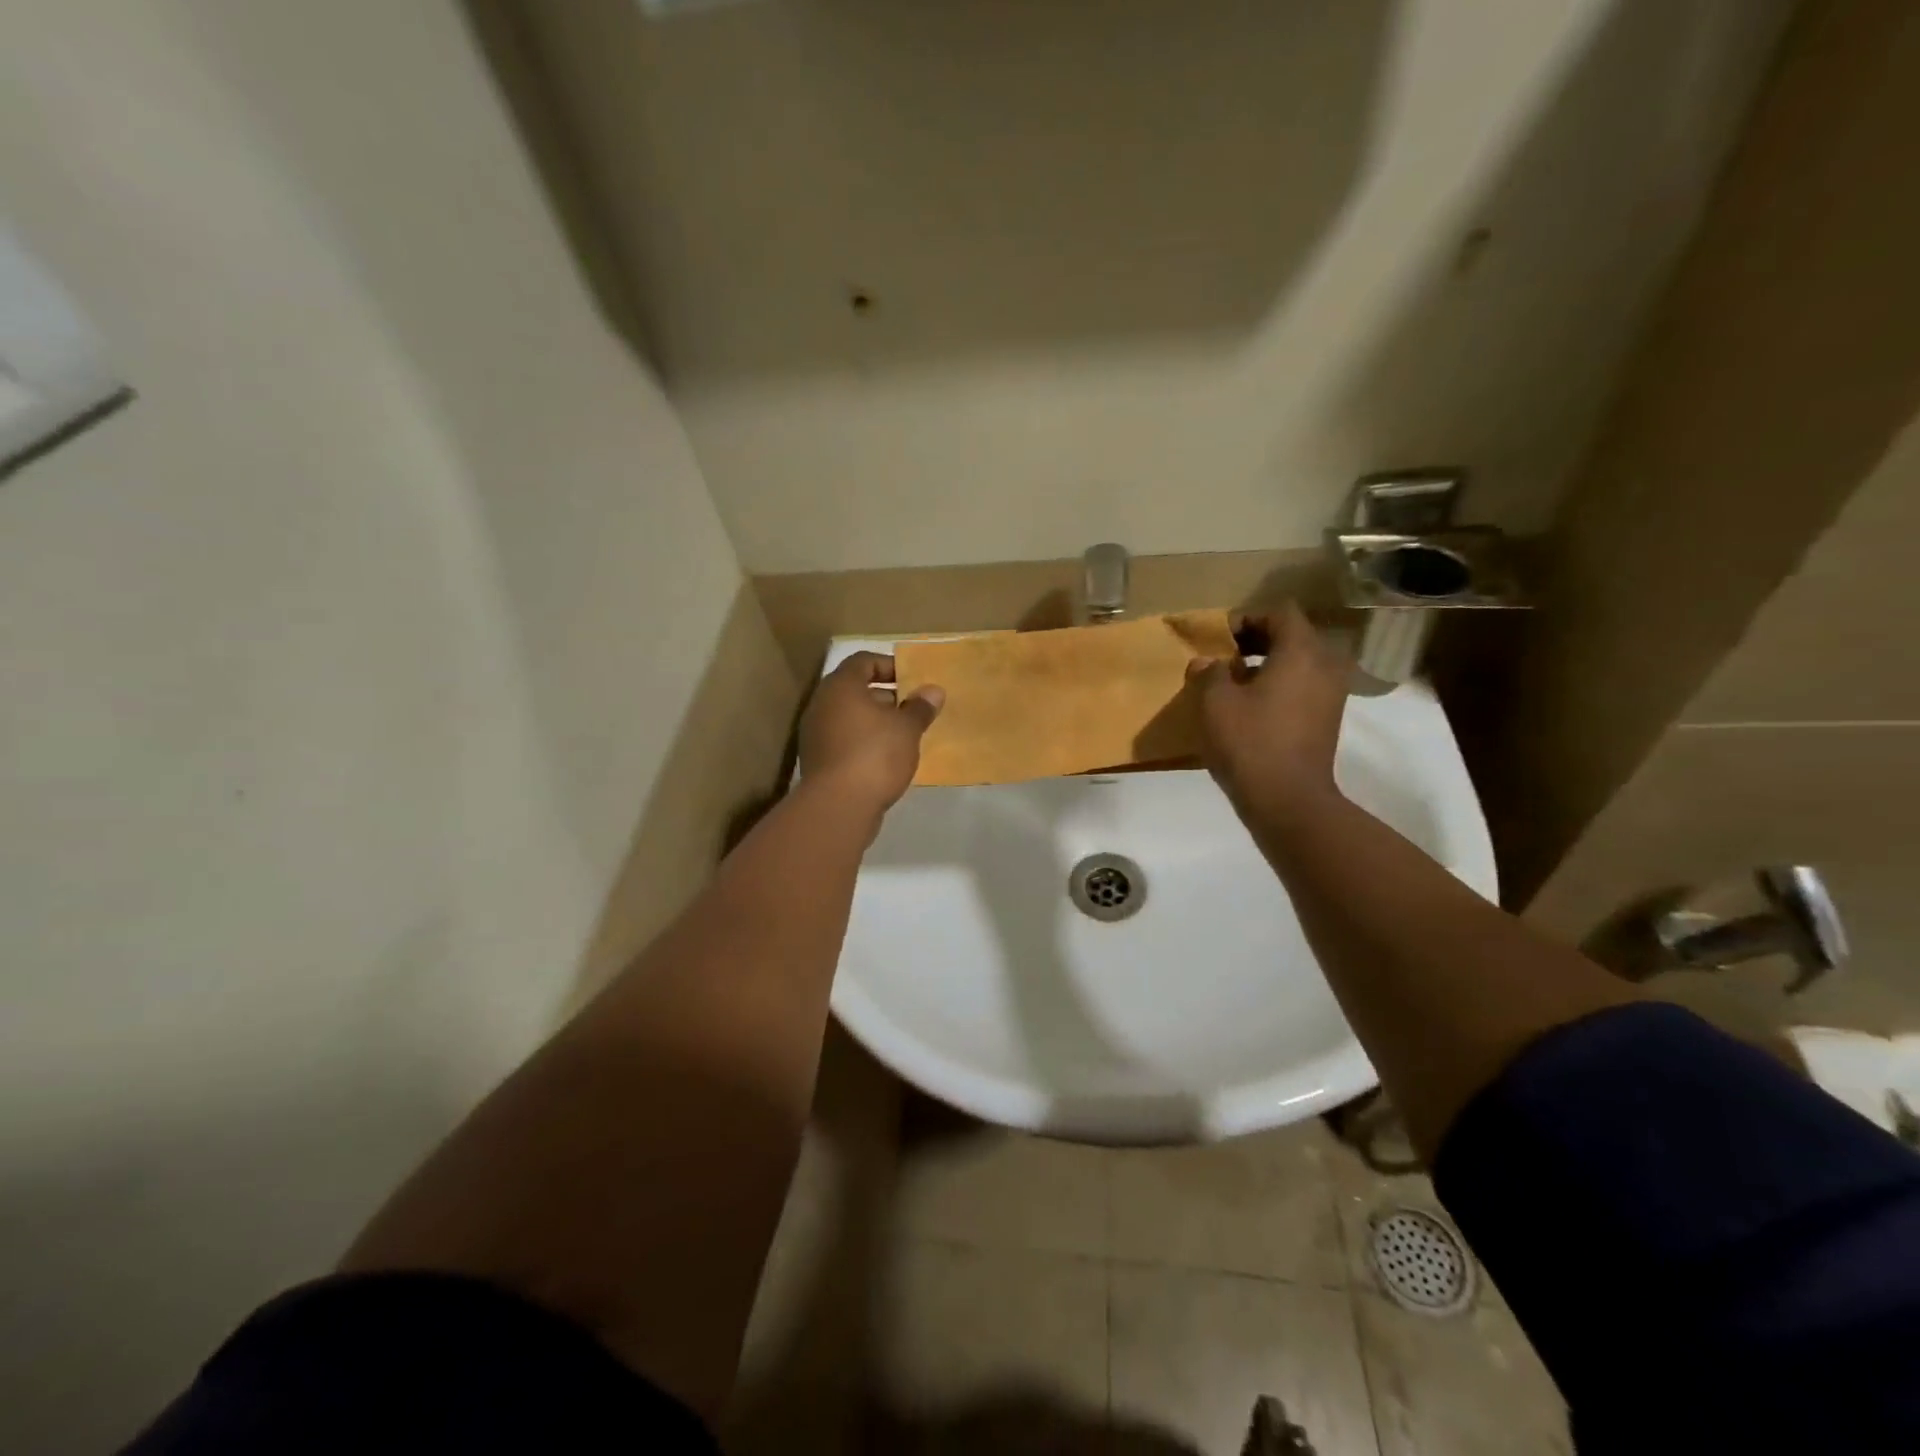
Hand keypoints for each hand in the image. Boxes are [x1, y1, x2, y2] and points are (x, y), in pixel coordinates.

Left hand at [799, 652, 944, 814]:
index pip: (863, 661)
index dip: (889, 665)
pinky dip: (862, 742)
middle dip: (884, 696)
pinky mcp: (817, 759)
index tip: (912, 680)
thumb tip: (933, 691)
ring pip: (848, 716)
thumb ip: (920, 707)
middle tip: (911, 709)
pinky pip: (843, 740)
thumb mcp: (907, 728)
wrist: (838, 805)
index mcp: (841, 686)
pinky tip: (884, 759)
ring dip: (874, 721)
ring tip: (902, 736)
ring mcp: (815, 733)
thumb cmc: (875, 755)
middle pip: (854, 689)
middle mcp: (822, 704)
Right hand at [1186, 602, 1347, 819]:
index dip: (1248, 617)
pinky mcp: (1328, 718)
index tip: (1220, 637)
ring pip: (1300, 662)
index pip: (1280, 613)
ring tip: (1234, 682)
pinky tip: (1252, 706)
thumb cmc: (1250, 742)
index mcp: (1302, 651)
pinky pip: (1304, 685)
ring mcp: (1332, 693)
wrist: (1288, 799)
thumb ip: (1209, 672)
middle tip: (1225, 655)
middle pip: (1293, 635)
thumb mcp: (1215, 702)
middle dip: (1257, 639)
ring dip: (1268, 664)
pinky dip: (1280, 684)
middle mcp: (1325, 665)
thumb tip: (1206, 662)